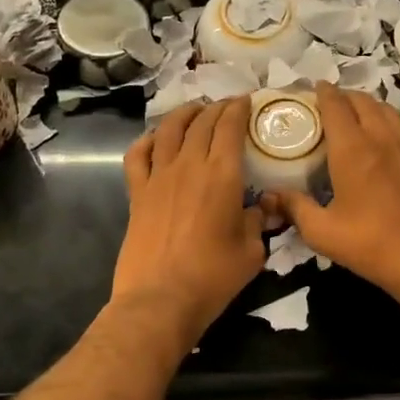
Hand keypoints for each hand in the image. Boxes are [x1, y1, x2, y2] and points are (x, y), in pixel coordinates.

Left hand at [115, 98, 264, 344]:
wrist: (160, 299)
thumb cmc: (213, 277)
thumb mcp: (252, 251)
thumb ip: (258, 221)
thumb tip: (262, 207)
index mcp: (222, 175)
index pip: (230, 127)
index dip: (239, 109)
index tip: (246, 100)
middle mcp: (189, 166)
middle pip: (202, 123)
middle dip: (217, 108)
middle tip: (228, 105)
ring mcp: (158, 177)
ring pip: (169, 130)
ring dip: (185, 114)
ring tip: (195, 110)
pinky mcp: (137, 193)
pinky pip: (138, 155)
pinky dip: (148, 140)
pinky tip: (156, 139)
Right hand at [268, 83, 399, 314]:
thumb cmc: (372, 245)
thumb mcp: (323, 233)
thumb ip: (295, 209)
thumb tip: (269, 195)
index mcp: (353, 150)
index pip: (335, 105)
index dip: (322, 92)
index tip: (310, 89)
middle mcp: (380, 138)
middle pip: (361, 100)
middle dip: (342, 94)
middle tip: (324, 103)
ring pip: (383, 108)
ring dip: (364, 102)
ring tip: (349, 113)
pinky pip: (398, 123)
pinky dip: (382, 116)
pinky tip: (375, 134)